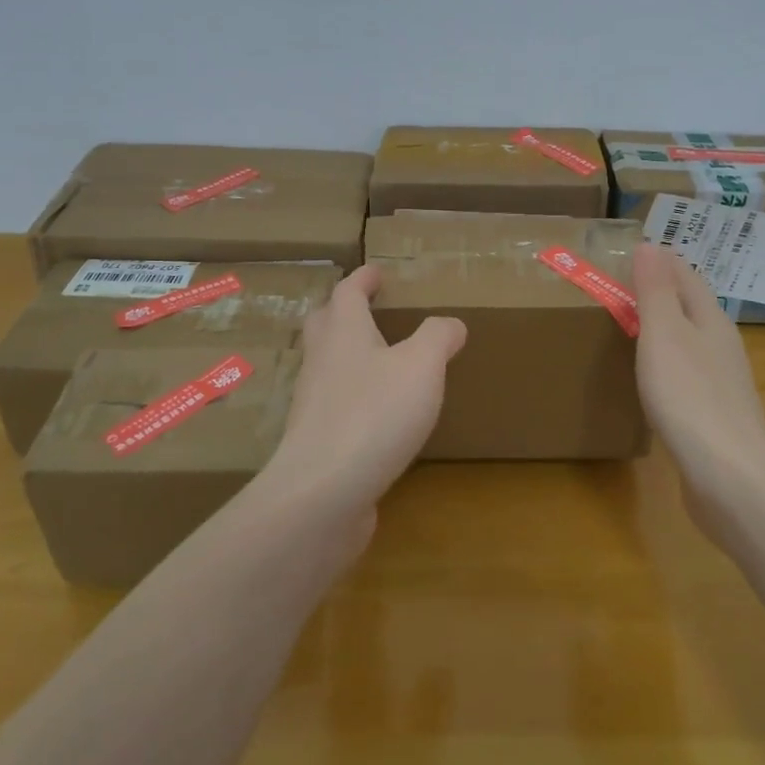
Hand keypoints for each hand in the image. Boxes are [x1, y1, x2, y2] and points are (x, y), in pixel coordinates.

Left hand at [268, 266, 465, 529]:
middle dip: (343, 310)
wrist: (321, 493)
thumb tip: (450, 324)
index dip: (364, 278)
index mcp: (344, 332)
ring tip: (379, 360)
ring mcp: (314, 403)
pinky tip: (376, 413)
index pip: (349, 291)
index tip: (377, 271)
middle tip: (367, 308)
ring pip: (326, 365)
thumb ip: (438, 338)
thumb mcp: (421, 366)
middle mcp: (322, 361)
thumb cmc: (374, 414)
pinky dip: (353, 397)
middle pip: (325, 323)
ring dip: (346, 354)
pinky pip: (334, 405)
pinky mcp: (317, 441)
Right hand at [632, 243, 764, 525]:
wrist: (727, 475)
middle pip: (694, 308)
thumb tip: (651, 245)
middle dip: (666, 292)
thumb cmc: (688, 395)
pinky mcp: (717, 418)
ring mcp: (724, 384)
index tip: (636, 251)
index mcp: (711, 321)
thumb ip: (656, 290)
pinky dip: (671, 365)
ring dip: (669, 329)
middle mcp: (723, 347)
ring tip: (638, 326)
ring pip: (694, 343)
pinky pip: (691, 376)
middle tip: (629, 284)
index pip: (688, 277)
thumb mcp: (663, 334)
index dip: (663, 262)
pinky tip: (657, 380)